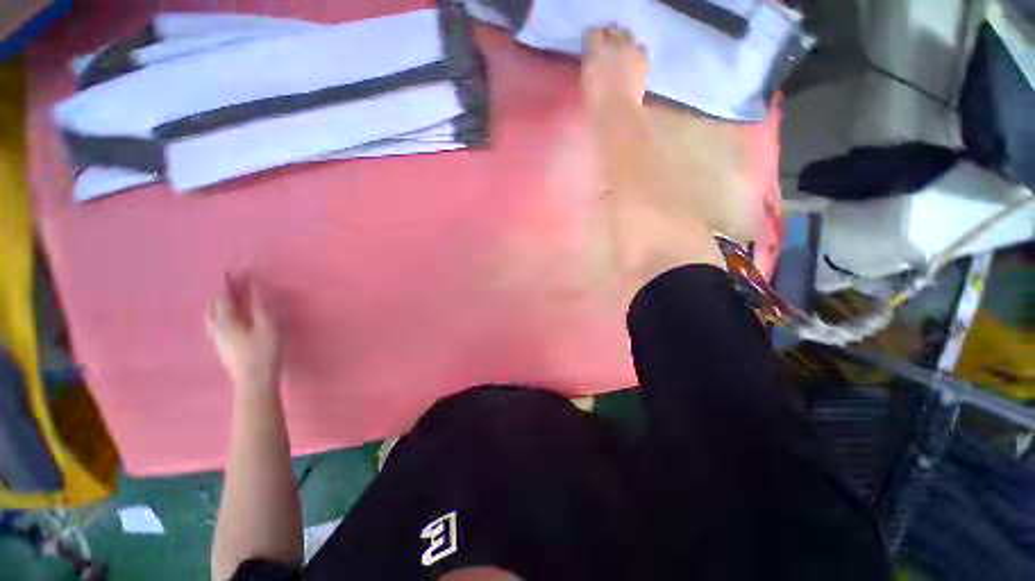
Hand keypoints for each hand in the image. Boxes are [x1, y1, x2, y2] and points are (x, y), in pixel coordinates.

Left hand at [208, 273, 280, 392]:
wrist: (255, 381)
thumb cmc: (263, 351)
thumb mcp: (267, 325)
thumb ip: (258, 307)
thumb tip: (253, 289)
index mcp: (226, 321)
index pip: (223, 298)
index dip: (227, 285)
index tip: (229, 272)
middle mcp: (216, 329)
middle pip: (213, 308)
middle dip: (221, 296)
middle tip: (231, 287)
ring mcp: (218, 341)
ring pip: (212, 319)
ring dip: (220, 308)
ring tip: (230, 302)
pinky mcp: (223, 349)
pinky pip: (217, 327)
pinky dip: (222, 318)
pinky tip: (231, 322)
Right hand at [581, 26, 648, 113]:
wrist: (617, 113)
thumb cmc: (594, 104)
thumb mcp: (584, 85)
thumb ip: (588, 68)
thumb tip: (590, 64)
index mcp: (594, 50)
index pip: (592, 34)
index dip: (591, 41)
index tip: (589, 48)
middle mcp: (614, 44)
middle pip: (611, 30)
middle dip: (608, 36)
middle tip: (604, 48)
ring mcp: (631, 50)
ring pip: (627, 34)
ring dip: (623, 40)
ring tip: (620, 50)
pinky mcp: (643, 60)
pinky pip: (641, 47)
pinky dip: (637, 49)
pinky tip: (634, 58)